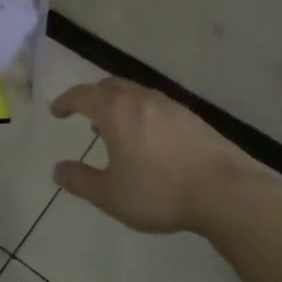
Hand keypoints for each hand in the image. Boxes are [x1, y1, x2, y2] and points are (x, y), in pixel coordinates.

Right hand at [50, 77, 259, 234]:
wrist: (224, 191)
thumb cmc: (159, 191)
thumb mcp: (110, 195)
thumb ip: (80, 181)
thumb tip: (58, 169)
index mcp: (116, 112)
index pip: (83, 95)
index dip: (66, 101)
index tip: (56, 111)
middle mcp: (142, 99)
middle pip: (110, 86)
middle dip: (93, 97)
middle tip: (84, 114)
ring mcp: (170, 106)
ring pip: (136, 94)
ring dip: (119, 105)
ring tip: (115, 129)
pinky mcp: (192, 118)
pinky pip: (156, 106)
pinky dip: (141, 114)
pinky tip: (148, 139)